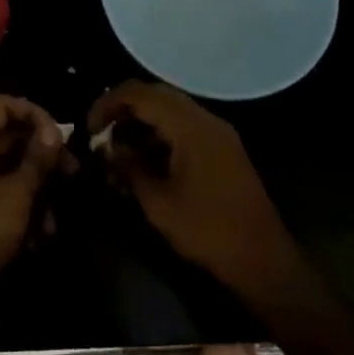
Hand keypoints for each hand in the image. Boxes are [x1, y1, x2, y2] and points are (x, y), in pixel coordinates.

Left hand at [0, 94, 64, 312]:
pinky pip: (1, 198)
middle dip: (42, 154)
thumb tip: (54, 130)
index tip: (56, 134)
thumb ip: (36, 160)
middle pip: (8, 138)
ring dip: (36, 190)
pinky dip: (22, 211)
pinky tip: (40, 238)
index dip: (30, 111)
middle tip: (72, 172)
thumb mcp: (16, 195)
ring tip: (55, 219)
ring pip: (9, 172)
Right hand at [88, 81, 298, 298]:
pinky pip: (185, 126)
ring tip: (119, 150)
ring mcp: (218, 132)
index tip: (90, 128)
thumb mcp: (158, 203)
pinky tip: (146, 160)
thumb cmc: (208, 231)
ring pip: (171, 109)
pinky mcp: (223, 148)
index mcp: (190, 126)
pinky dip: (161, 133)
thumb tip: (108, 150)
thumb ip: (130, 169)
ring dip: (143, 122)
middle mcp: (205, 119)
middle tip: (101, 133)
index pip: (140, 93)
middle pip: (156, 94)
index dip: (108, 103)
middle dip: (124, 109)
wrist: (264, 260)